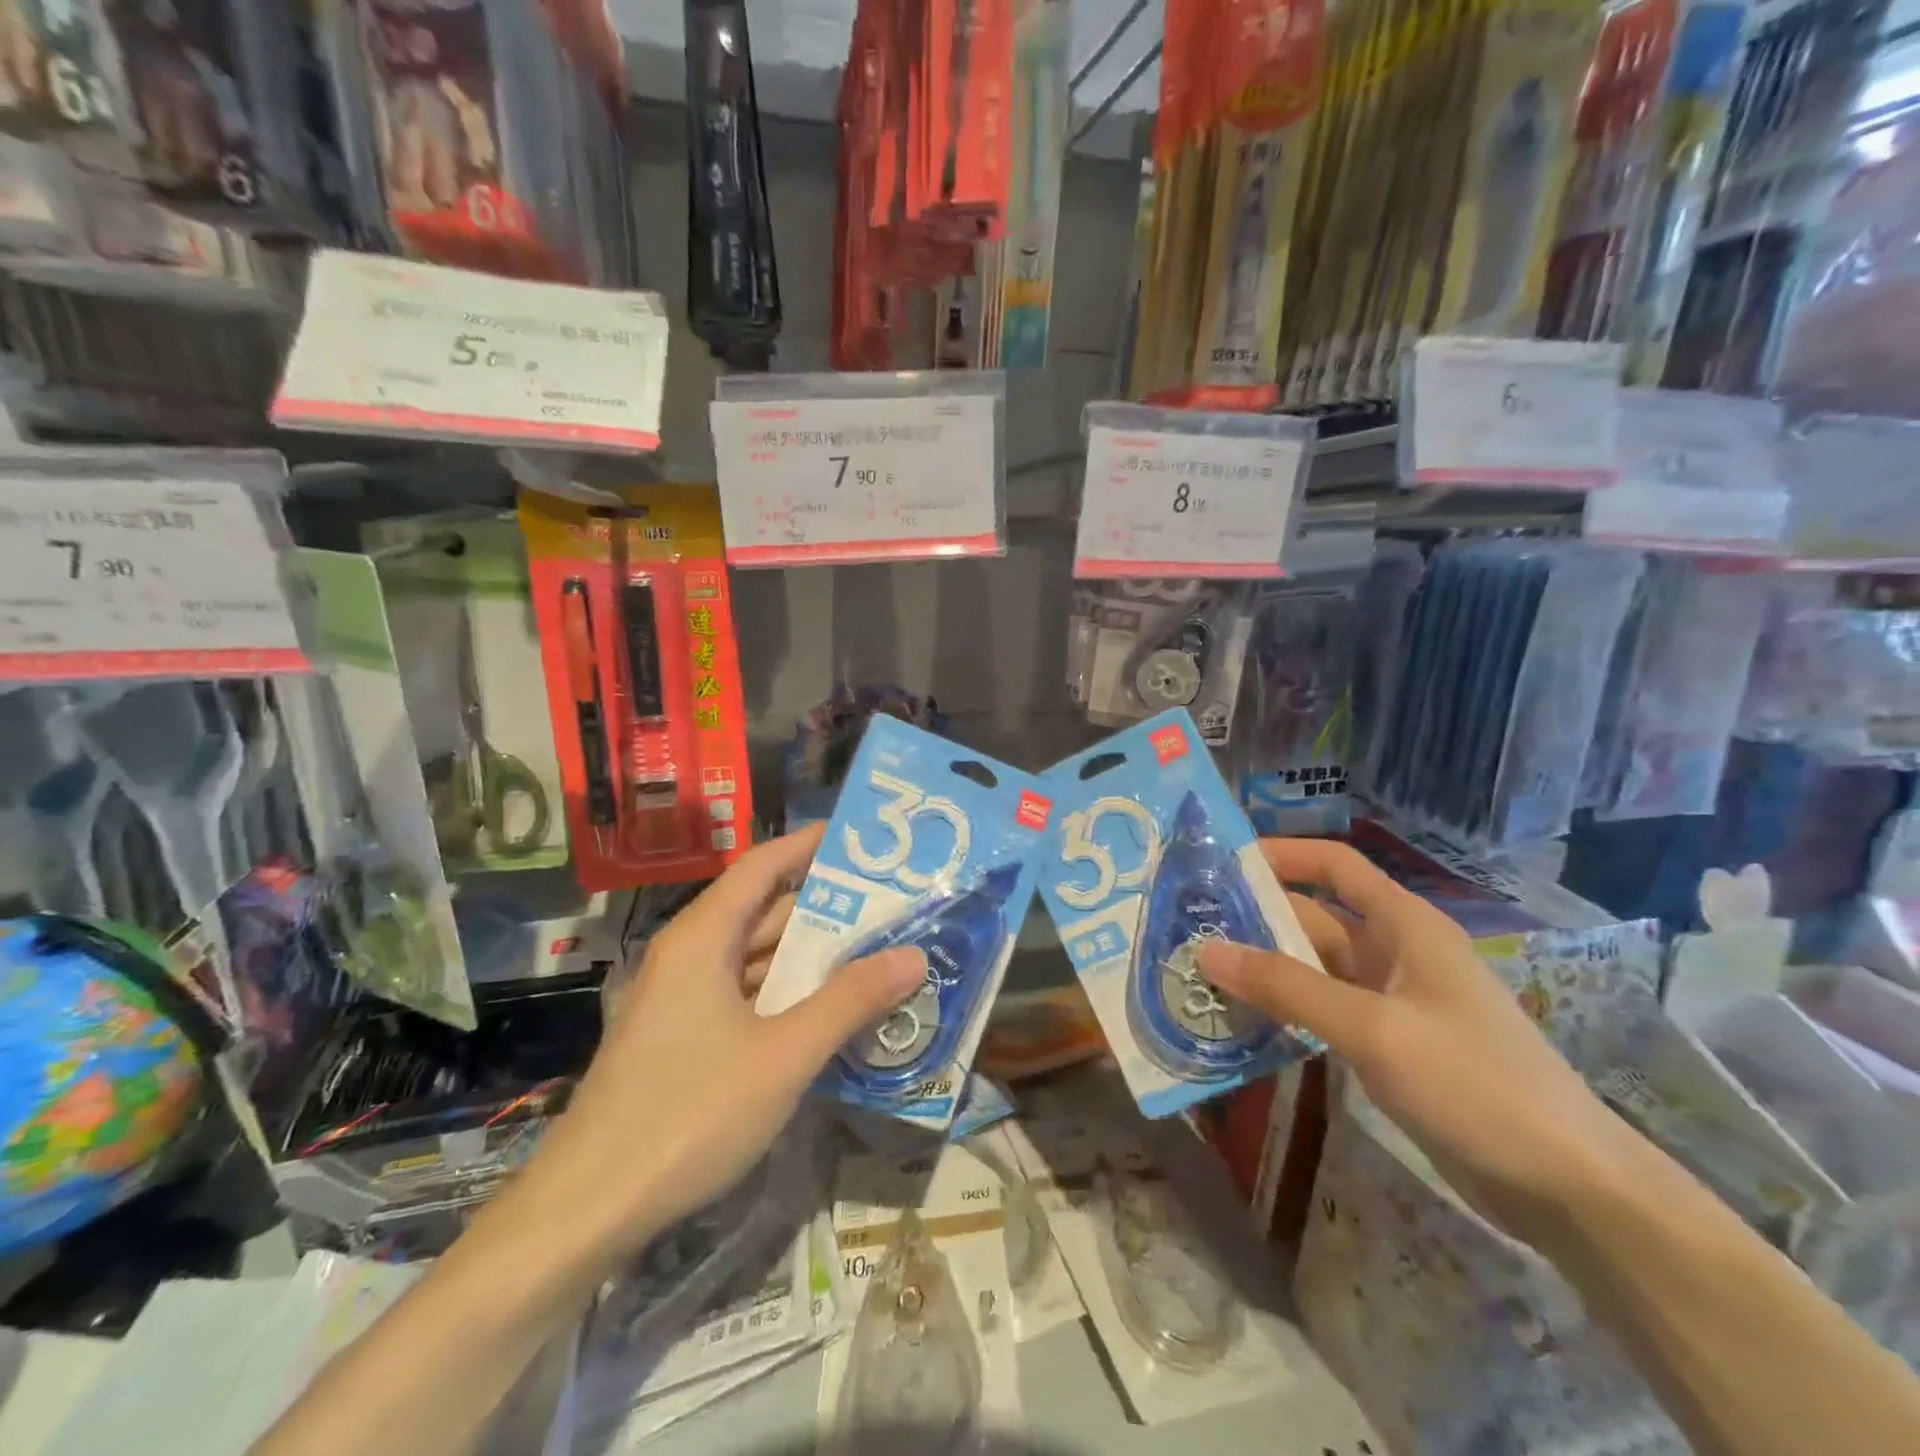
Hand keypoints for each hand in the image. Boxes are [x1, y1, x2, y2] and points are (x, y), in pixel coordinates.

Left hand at [530, 825, 924, 1252]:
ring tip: (876, 950)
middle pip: (763, 912)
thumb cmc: (689, 1113)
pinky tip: (831, 1011)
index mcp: (703, 939)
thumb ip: (850, 1001)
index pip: (761, 866)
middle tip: (890, 901)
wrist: (586, 1211)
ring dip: (810, 957)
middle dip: (826, 907)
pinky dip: (788, 996)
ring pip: (756, 959)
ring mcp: (682, 1001)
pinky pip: (745, 998)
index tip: (859, 839)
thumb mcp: (784, 1055)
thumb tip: (913, 955)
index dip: (808, 846)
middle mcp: (690, 957)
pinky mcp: (682, 1041)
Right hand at [1197, 838, 1641, 1236]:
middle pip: (1315, 916)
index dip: (1281, 854)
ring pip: (1314, 966)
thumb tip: (1206, 950)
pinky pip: (1324, 1009)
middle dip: (1256, 917)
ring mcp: (1392, 1000)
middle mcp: (1395, 951)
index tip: (1220, 861)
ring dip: (1265, 967)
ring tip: (1200, 970)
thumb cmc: (1473, 1082)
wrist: (1567, 1186)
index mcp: (1404, 925)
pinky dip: (1285, 1008)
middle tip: (1188, 925)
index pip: (1334, 864)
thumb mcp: (1372, 1028)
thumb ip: (1287, 987)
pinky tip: (1241, 1019)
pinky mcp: (1388, 1043)